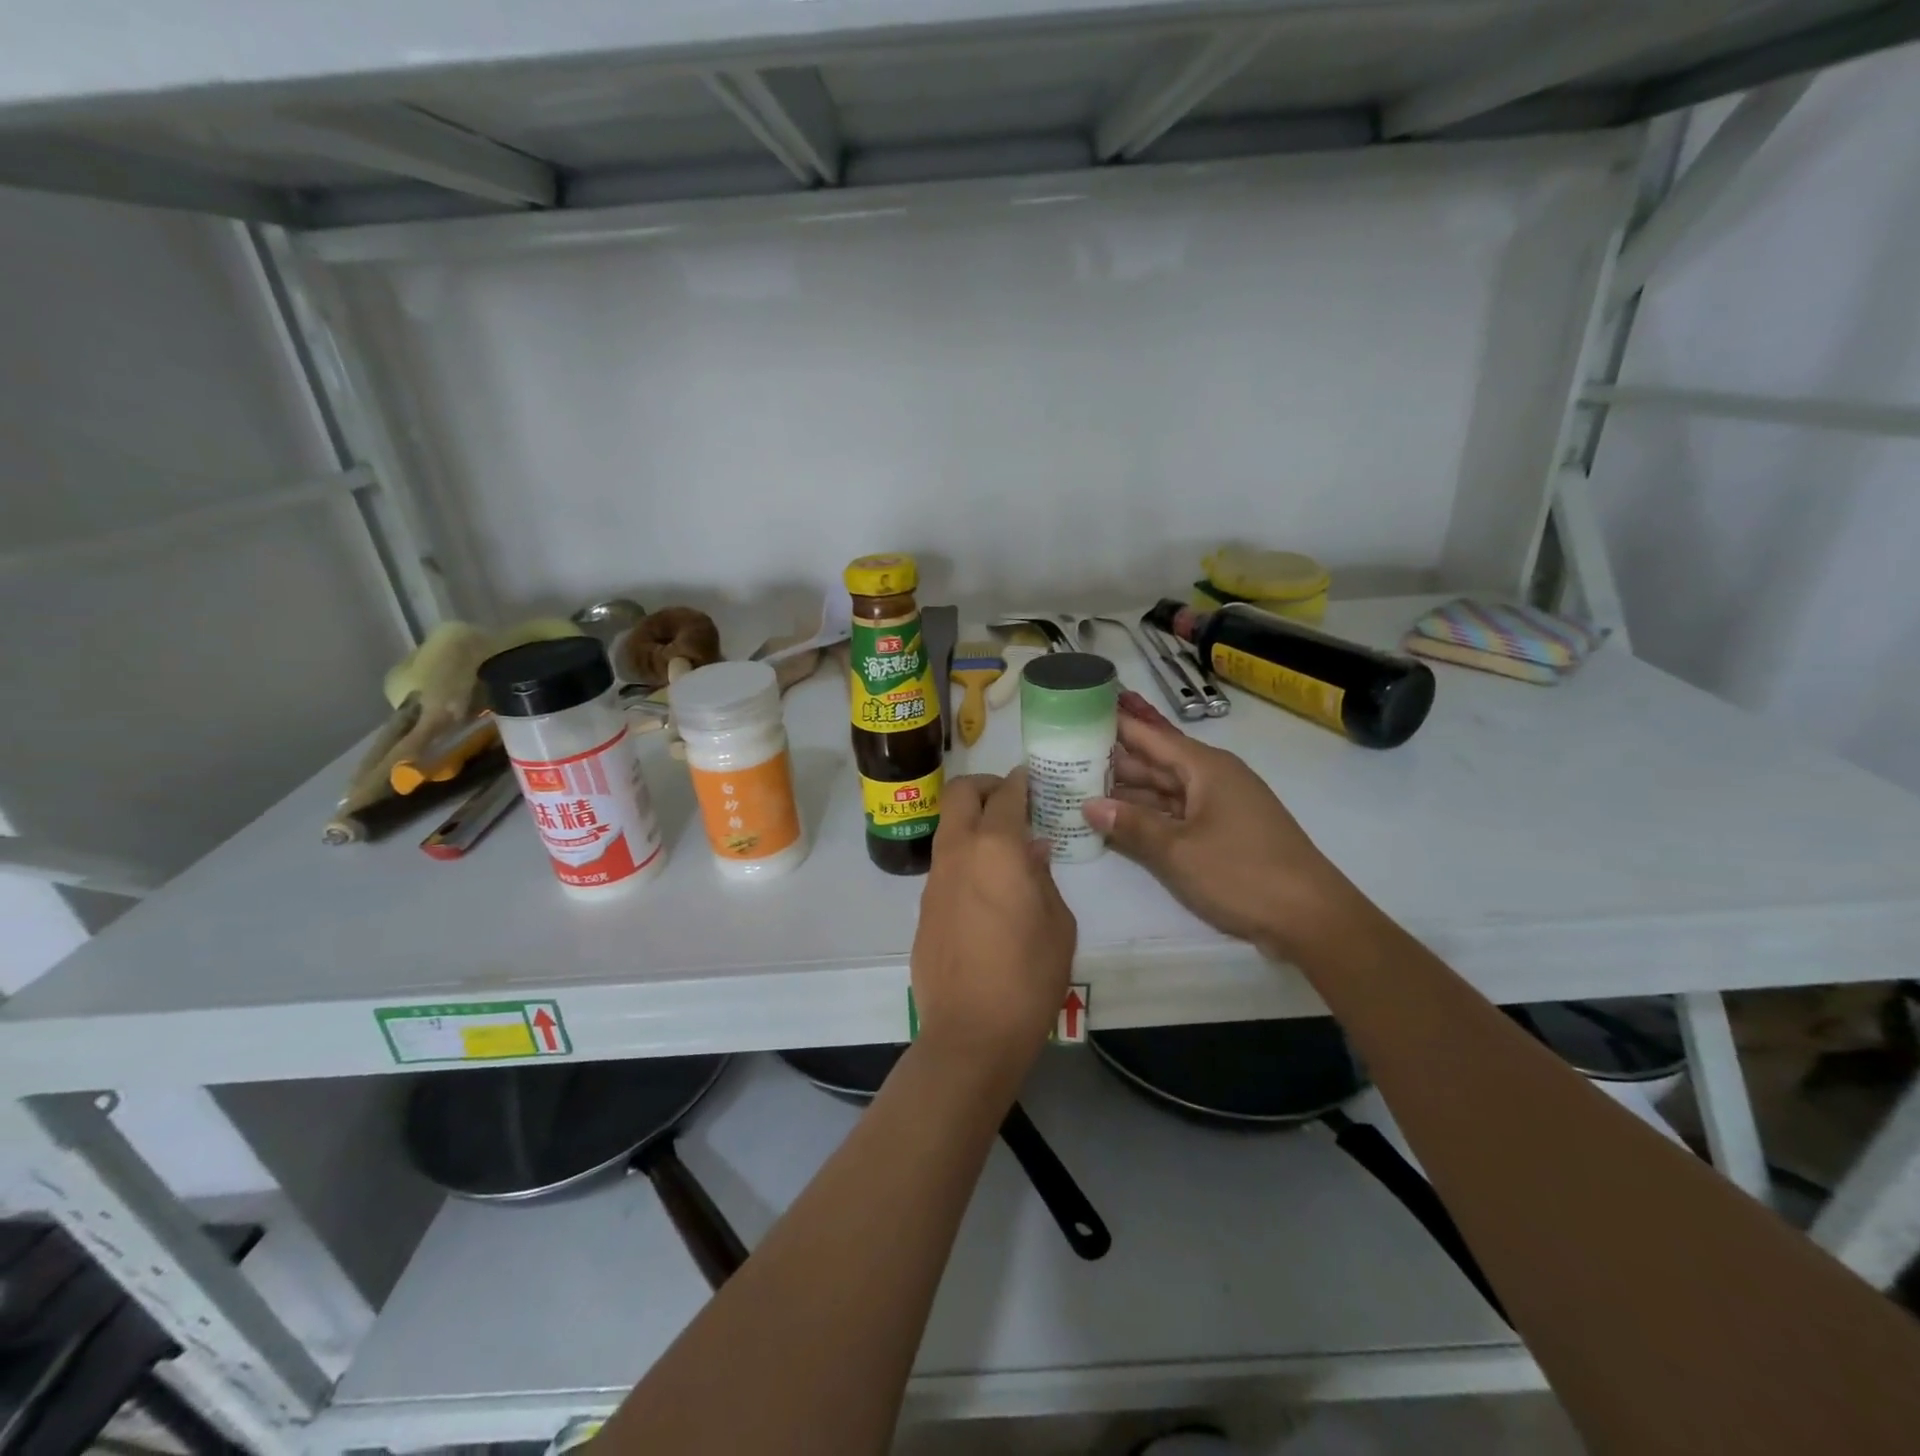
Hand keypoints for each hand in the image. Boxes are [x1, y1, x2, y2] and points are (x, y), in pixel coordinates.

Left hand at [911, 770, 1075, 1084]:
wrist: (970, 1032)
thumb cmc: (1028, 977)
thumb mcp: (1058, 924)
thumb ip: (1043, 877)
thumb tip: (1032, 850)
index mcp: (995, 848)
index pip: (1006, 794)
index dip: (1022, 781)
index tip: (1034, 779)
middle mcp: (958, 852)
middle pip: (960, 793)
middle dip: (986, 786)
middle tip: (1012, 801)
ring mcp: (935, 879)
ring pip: (948, 826)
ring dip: (972, 821)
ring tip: (1003, 845)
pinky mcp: (924, 906)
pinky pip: (945, 862)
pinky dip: (964, 855)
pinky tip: (987, 885)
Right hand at [1083, 692, 1356, 959]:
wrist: (1311, 918)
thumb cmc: (1242, 873)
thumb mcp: (1178, 851)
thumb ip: (1132, 825)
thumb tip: (1090, 804)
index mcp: (1205, 768)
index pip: (1151, 736)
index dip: (1115, 725)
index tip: (1078, 714)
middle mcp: (1213, 778)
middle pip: (1155, 763)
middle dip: (1113, 762)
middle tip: (1065, 758)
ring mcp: (1220, 807)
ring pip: (1165, 791)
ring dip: (1128, 793)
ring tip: (1080, 789)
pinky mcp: (1224, 833)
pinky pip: (1177, 815)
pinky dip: (1149, 818)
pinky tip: (1118, 823)